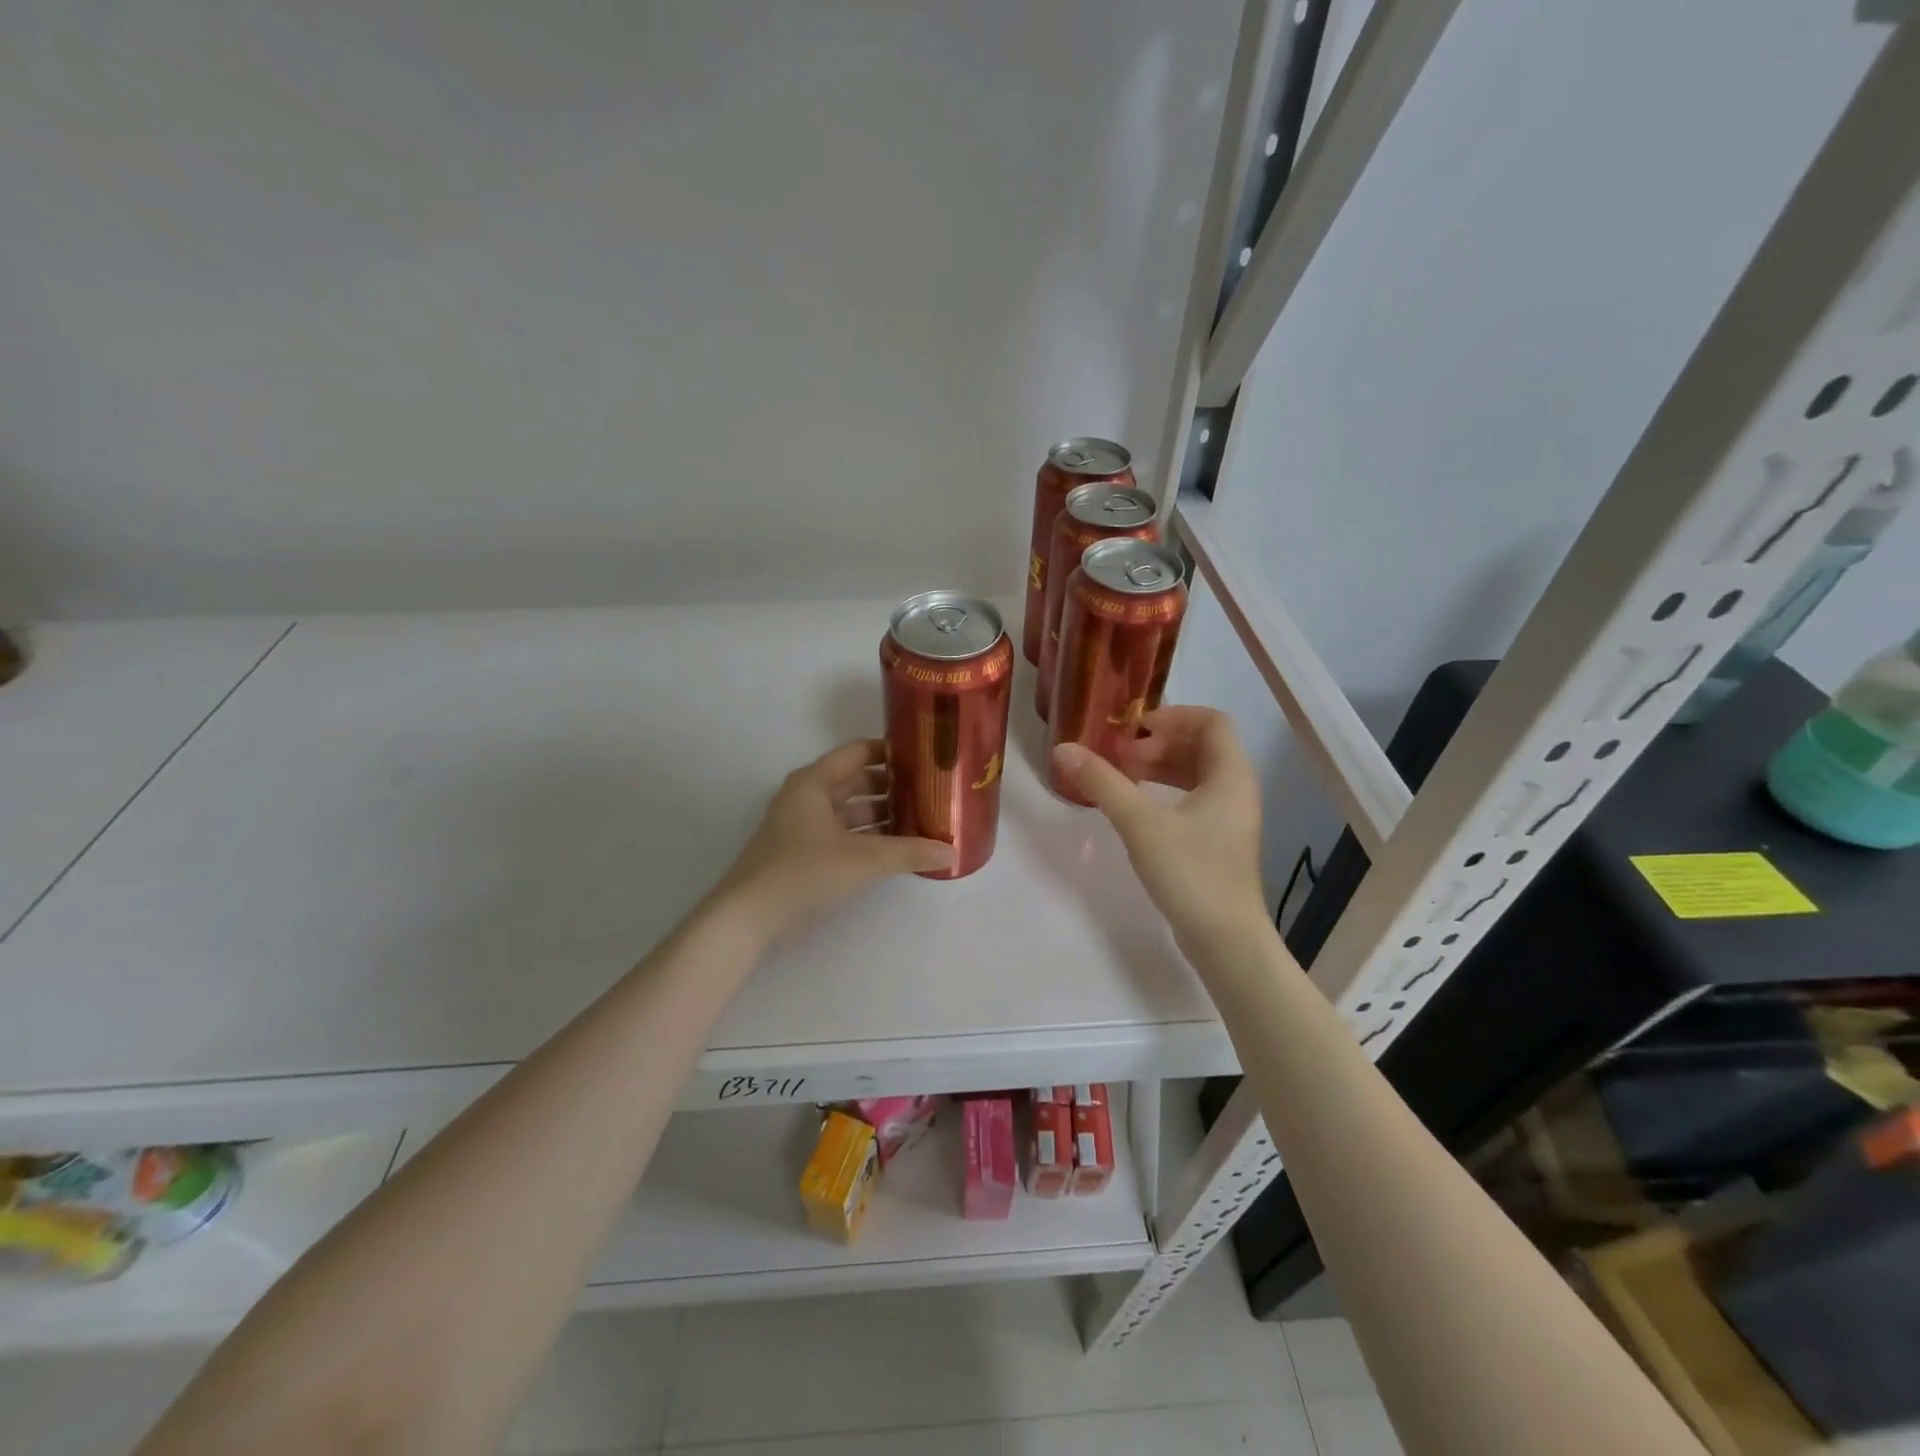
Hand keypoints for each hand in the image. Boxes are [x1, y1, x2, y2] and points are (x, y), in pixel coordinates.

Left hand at [717, 739, 954, 942]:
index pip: (858, 751)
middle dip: (892, 786)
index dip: (891, 751)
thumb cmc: (804, 872)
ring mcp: (801, 825)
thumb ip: (908, 852)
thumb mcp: (863, 860)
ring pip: (848, 809)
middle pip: (855, 780)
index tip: (925, 758)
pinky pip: (841, 832)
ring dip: (880, 814)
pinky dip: (865, 836)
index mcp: (814, 782)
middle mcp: (806, 796)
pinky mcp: (800, 851)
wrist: (747, 917)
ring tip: (920, 821)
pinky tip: (893, 849)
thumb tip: (951, 852)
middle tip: (930, 792)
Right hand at [1053, 707, 1267, 951]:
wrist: (1225, 940)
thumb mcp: (1140, 823)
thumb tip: (1063, 749)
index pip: (1212, 721)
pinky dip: (1167, 792)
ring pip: (1198, 774)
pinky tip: (1139, 808)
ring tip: (1124, 777)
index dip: (1172, 716)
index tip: (1134, 730)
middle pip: (1203, 745)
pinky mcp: (1220, 842)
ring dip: (1162, 767)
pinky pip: (1195, 799)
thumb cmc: (1190, 872)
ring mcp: (1231, 818)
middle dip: (1160, 743)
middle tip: (1122, 757)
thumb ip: (1102, 782)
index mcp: (1231, 775)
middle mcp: (1238, 790)